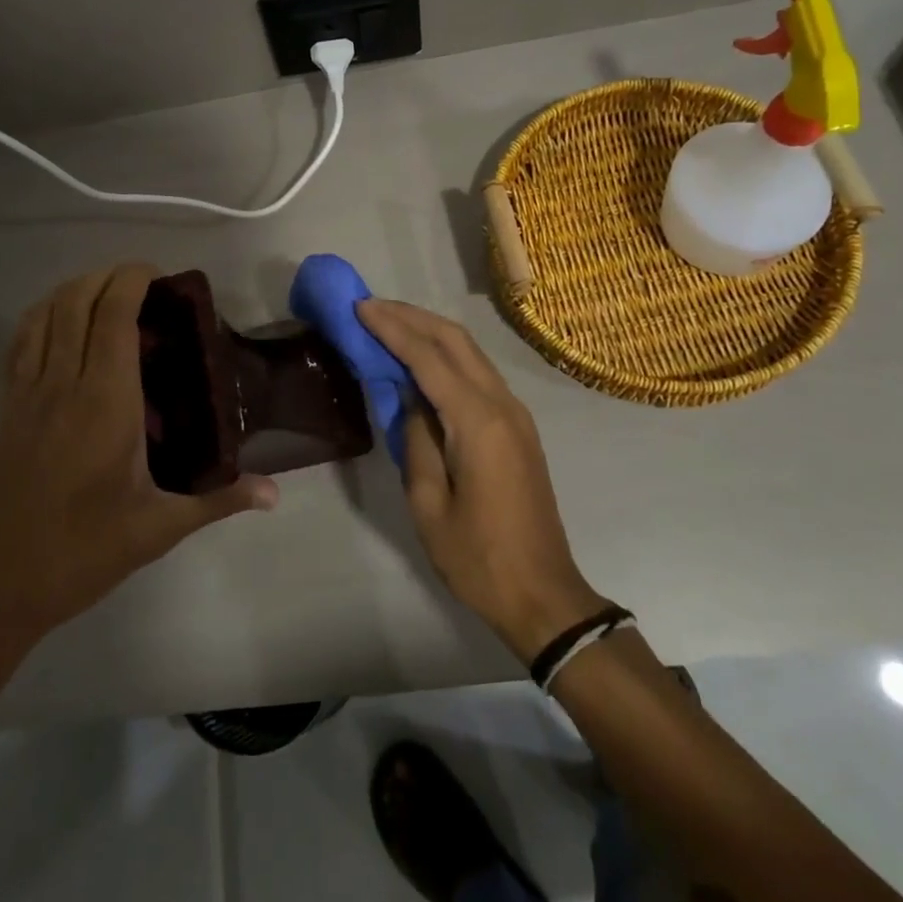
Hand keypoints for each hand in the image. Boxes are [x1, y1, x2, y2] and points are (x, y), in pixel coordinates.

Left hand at [0, 264, 278, 645]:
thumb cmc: (81, 553)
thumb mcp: (158, 528)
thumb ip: (219, 501)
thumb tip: (274, 494)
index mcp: (106, 401)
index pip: (114, 315)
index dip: (133, 280)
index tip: (161, 277)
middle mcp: (64, 383)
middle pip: (77, 300)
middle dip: (109, 276)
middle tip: (144, 285)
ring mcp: (28, 393)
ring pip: (45, 313)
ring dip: (75, 289)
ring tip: (107, 295)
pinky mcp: (7, 408)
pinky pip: (21, 341)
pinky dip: (43, 315)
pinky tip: (61, 326)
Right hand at [357, 300, 607, 662]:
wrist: (543, 595)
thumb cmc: (477, 558)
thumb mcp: (429, 503)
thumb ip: (415, 439)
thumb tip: (408, 397)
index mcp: (478, 422)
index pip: (428, 358)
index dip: (392, 328)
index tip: (359, 307)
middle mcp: (502, 404)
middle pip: (455, 340)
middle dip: (411, 317)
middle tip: (370, 307)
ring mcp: (515, 413)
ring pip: (470, 352)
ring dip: (429, 331)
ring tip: (389, 324)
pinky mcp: (517, 426)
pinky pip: (478, 374)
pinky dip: (446, 356)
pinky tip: (420, 361)